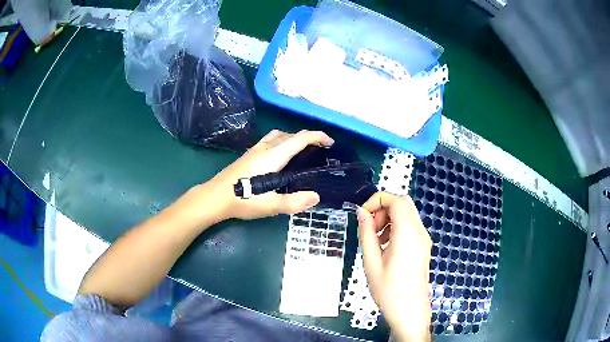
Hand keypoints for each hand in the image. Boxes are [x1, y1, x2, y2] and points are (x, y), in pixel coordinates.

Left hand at [208, 129, 333, 219]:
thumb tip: (316, 197)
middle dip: (308, 137)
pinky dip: (282, 142)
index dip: (317, 136)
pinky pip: (270, 140)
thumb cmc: (242, 200)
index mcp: (273, 156)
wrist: (214, 197)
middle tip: (319, 149)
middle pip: (290, 134)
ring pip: (278, 135)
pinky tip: (280, 158)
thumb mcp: (270, 205)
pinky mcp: (248, 155)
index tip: (330, 142)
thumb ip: (294, 202)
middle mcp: (264, 148)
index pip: (299, 139)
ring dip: (293, 138)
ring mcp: (254, 150)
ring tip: (302, 151)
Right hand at [357, 193, 431, 341]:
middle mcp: (420, 232)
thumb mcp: (371, 262)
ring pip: (407, 213)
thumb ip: (366, 233)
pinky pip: (410, 226)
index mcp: (407, 234)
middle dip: (383, 208)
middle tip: (369, 228)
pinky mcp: (423, 246)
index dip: (376, 201)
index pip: (396, 200)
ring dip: (389, 218)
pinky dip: (396, 227)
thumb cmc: (388, 291)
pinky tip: (385, 246)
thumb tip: (361, 212)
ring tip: (375, 239)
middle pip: (403, 203)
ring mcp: (424, 239)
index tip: (362, 214)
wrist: (409, 311)